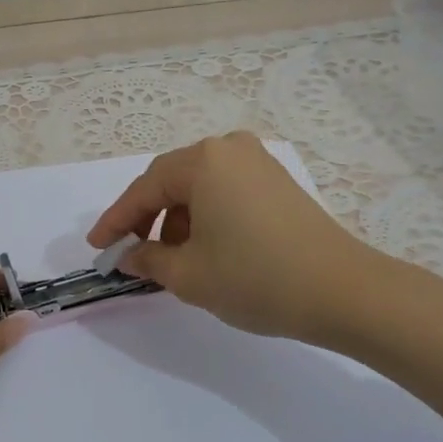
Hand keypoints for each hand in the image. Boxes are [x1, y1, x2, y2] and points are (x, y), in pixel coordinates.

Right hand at [87, 131, 385, 347]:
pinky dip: (205, 215)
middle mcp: (228, 149)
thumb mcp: (189, 275)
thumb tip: (128, 255)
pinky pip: (224, 191)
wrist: (344, 292)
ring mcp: (257, 162)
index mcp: (202, 161)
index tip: (97, 247)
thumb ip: (147, 260)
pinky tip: (204, 247)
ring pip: (198, 187)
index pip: (144, 190)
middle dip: (145, 218)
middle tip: (128, 251)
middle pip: (170, 182)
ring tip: (170, 258)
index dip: (116, 221)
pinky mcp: (277, 181)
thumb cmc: (256, 278)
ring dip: (176, 219)